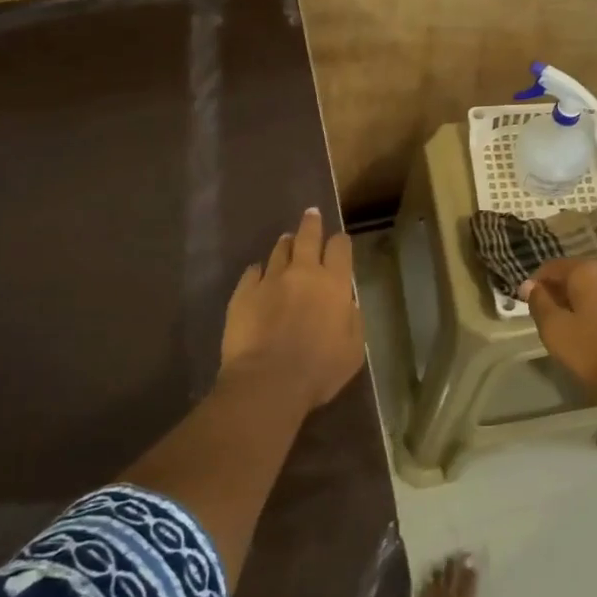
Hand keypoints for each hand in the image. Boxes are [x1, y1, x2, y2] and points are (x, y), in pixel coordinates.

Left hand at [220, 207, 364, 408]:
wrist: (268, 382)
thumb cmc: (319, 370)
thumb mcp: (353, 349)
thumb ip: (352, 319)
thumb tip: (345, 302)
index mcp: (334, 285)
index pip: (340, 248)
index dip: (340, 242)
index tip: (339, 241)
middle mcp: (303, 273)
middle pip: (308, 237)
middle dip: (311, 223)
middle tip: (311, 214)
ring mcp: (270, 280)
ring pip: (279, 251)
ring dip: (285, 244)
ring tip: (286, 241)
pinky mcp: (243, 293)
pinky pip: (252, 272)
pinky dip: (259, 270)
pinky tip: (259, 274)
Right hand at [518, 258, 596, 391]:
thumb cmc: (592, 350)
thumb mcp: (555, 329)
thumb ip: (539, 303)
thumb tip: (529, 285)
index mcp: (587, 271)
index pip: (552, 267)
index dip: (535, 282)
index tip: (525, 301)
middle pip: (576, 275)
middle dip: (559, 291)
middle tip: (546, 314)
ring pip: (595, 288)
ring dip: (579, 301)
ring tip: (569, 324)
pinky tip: (593, 329)